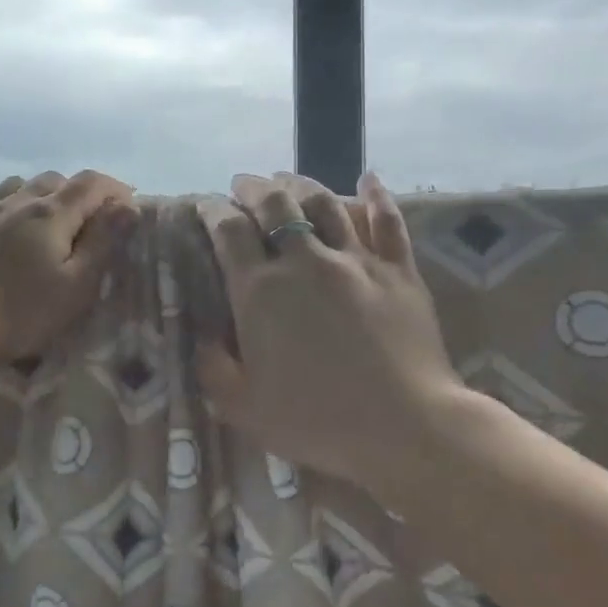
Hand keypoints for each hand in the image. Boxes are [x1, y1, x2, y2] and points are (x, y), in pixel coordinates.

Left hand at [0, 170, 137, 364]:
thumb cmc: (19, 314)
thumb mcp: (76, 287)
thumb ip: (103, 243)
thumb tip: (127, 206)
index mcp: (51, 214)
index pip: (92, 183)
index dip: (116, 189)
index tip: (129, 209)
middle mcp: (16, 201)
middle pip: (56, 179)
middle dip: (81, 194)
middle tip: (92, 223)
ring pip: (17, 183)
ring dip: (39, 193)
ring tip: (47, 219)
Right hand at [196, 171, 461, 493]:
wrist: (404, 427)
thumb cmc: (317, 421)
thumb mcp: (243, 407)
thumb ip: (214, 368)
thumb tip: (203, 337)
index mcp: (260, 292)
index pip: (228, 231)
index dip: (212, 210)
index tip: (205, 205)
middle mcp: (305, 262)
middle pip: (274, 203)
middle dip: (253, 188)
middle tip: (244, 185)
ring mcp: (356, 260)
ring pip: (324, 202)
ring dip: (301, 184)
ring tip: (288, 180)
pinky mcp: (398, 270)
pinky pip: (387, 221)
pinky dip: (376, 196)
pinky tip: (369, 179)